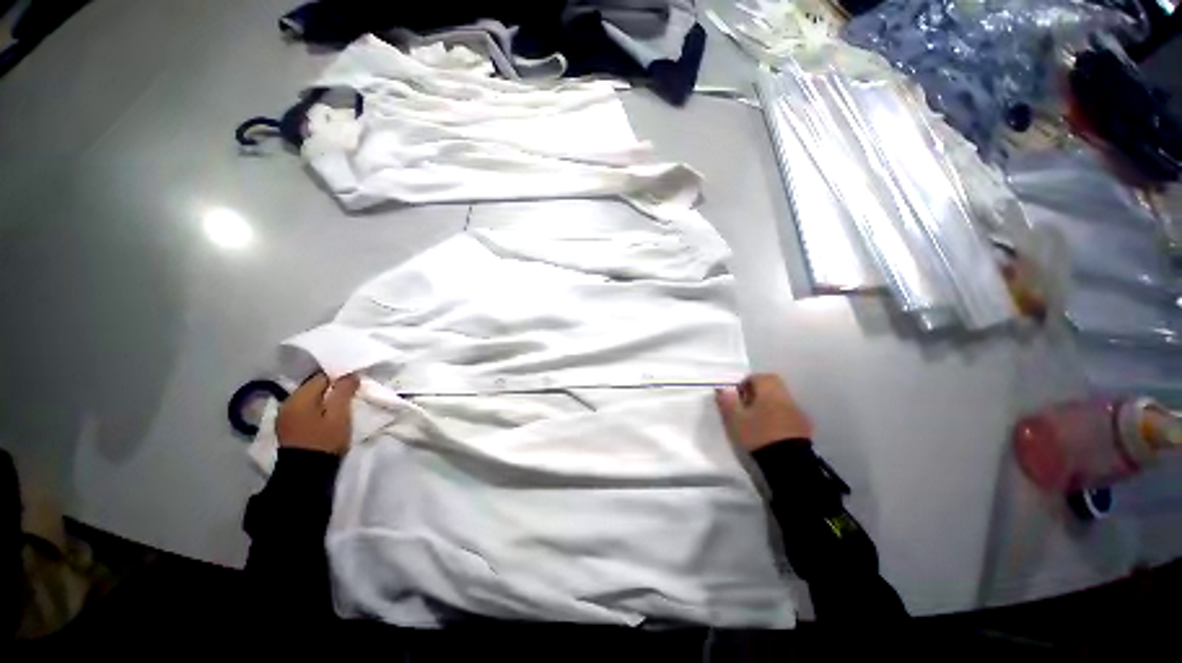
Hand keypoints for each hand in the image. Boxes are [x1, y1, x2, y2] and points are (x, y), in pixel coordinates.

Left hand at [275, 372, 359, 454]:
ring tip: (338, 407)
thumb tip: (349, 375)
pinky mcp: (286, 427)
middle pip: (313, 387)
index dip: (339, 378)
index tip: (353, 385)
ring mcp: (284, 416)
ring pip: (308, 399)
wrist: (306, 472)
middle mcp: (287, 403)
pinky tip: (324, 417)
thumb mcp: (340, 415)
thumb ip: (343, 392)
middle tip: (349, 396)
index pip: (321, 377)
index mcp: (299, 397)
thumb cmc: (325, 440)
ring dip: (323, 400)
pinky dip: (315, 409)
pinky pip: (303, 410)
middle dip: (330, 389)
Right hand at [716, 374, 812, 451]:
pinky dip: (779, 418)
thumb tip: (723, 389)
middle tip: (747, 406)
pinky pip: (788, 414)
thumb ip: (727, 401)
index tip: (737, 396)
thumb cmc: (758, 435)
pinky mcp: (804, 427)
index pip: (758, 377)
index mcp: (769, 391)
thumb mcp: (735, 419)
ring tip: (757, 420)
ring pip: (781, 400)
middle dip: (759, 392)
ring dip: (769, 405)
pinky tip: (771, 431)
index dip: (745, 383)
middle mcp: (786, 397)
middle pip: (772, 386)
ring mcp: (798, 412)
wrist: (789, 462)